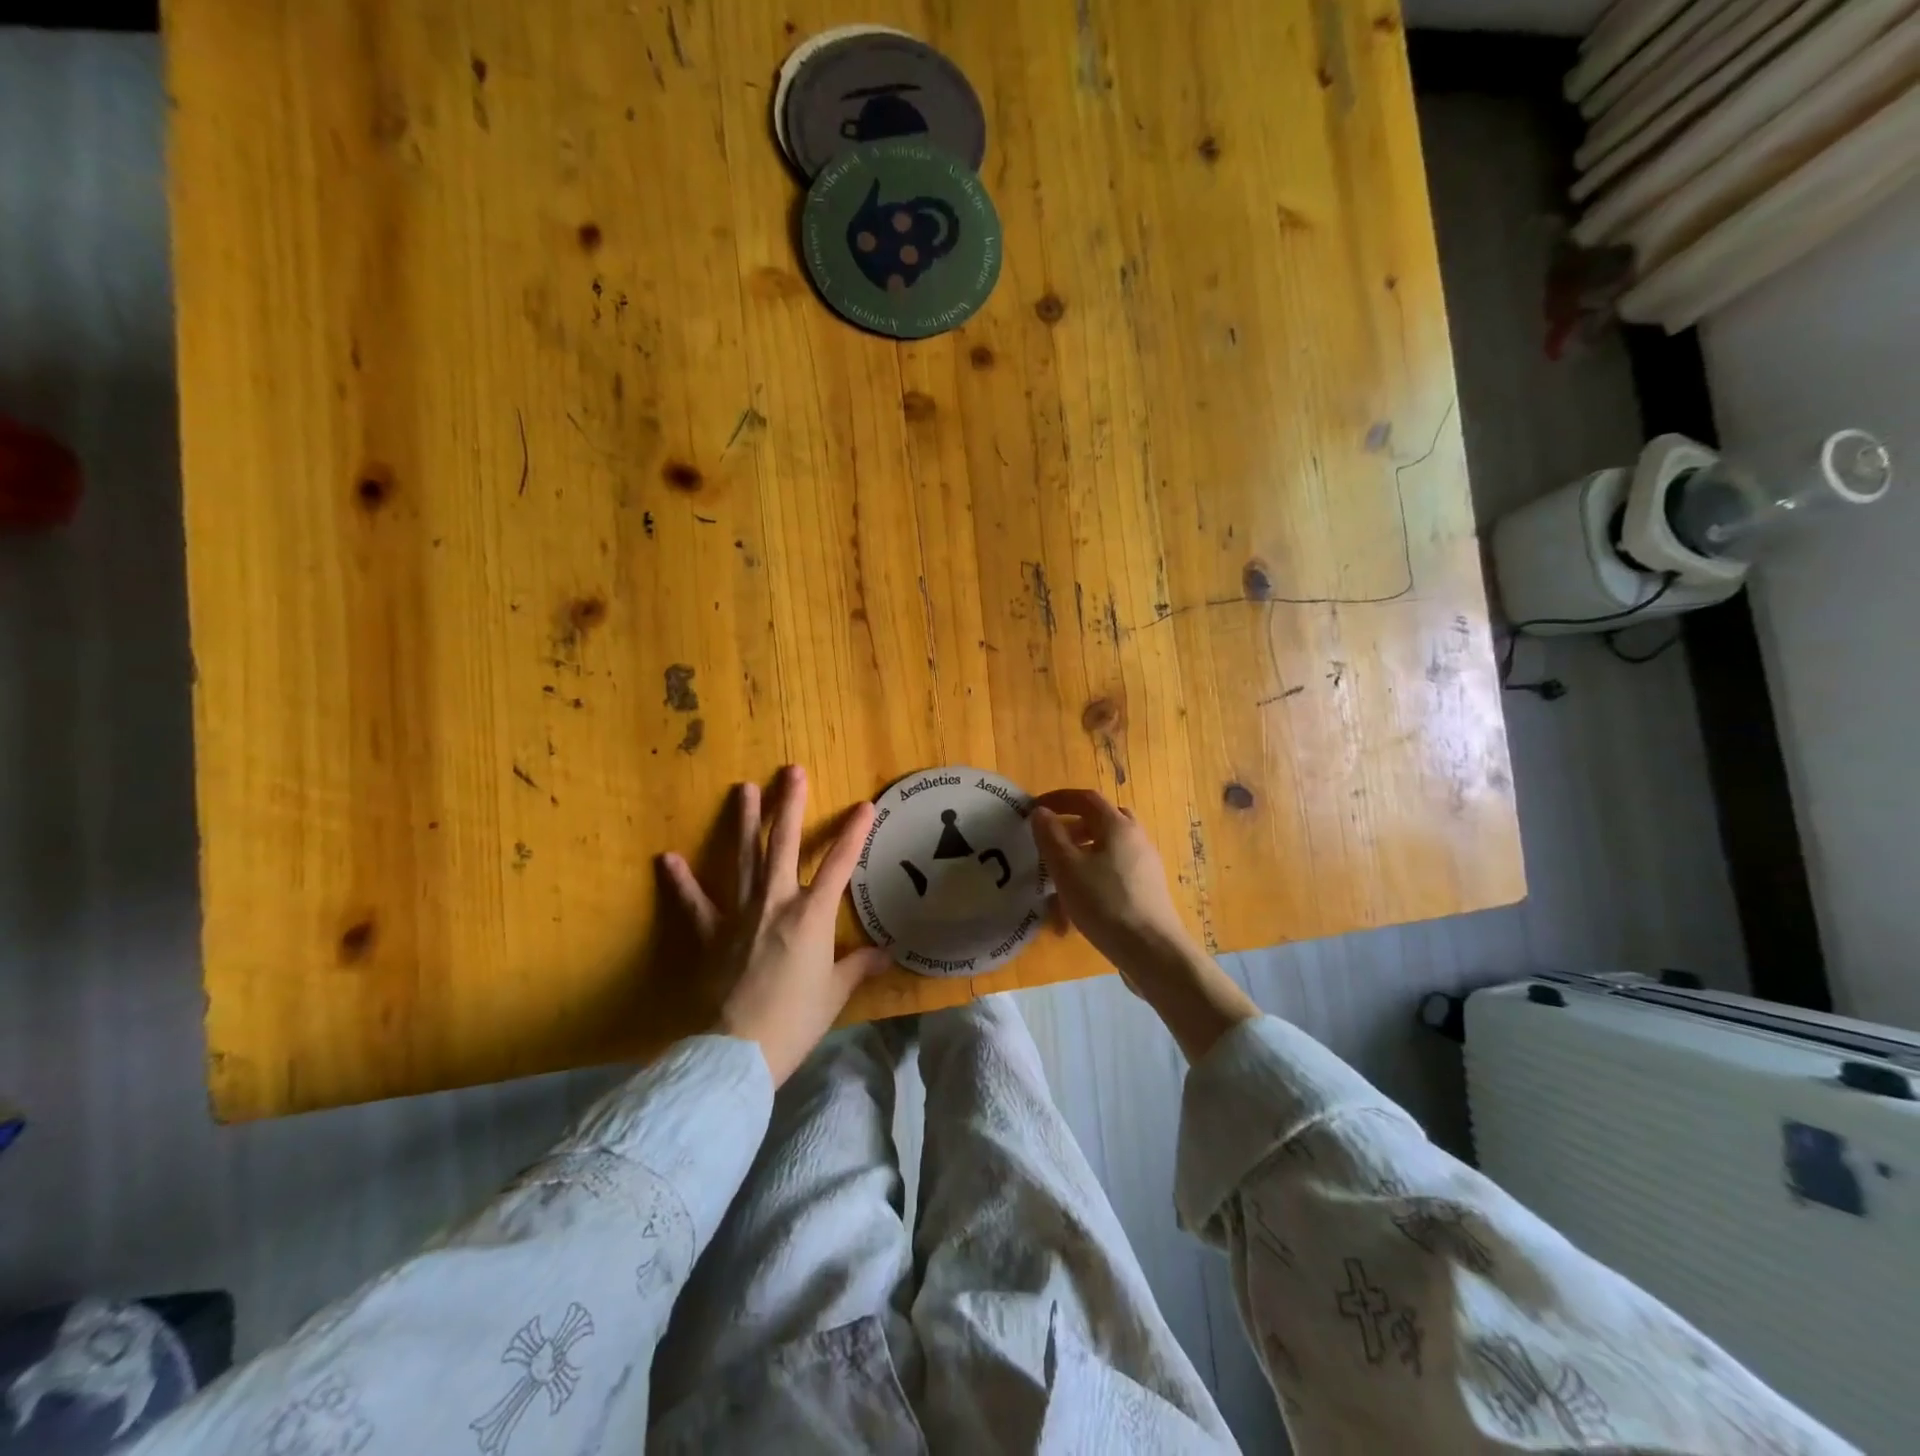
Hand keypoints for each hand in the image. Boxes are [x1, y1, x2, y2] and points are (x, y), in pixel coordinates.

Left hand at [660, 766, 890, 1085]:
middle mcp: (776, 903)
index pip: (841, 864)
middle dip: (789, 806)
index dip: (854, 833)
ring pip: (742, 858)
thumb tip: (887, 954)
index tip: (865, 804)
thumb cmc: (795, 1020)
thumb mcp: (834, 994)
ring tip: (743, 788)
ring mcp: (739, 914)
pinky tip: (667, 858)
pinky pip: (693, 902)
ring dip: (743, 822)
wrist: (738, 1050)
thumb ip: (859, 967)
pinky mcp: (709, 934)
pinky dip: (680, 881)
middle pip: (783, 845)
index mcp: (812, 915)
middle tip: (791, 772)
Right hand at [1031, 788, 1258, 1061]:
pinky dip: (1093, 878)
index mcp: (1118, 825)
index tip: (1034, 809)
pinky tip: (1077, 909)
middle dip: (1073, 827)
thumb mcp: (1066, 868)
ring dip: (1081, 856)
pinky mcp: (1147, 889)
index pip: (1086, 798)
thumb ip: (1050, 835)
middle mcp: (1136, 838)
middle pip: (1101, 821)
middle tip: (1051, 842)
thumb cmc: (1104, 903)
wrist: (1152, 950)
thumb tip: (1041, 812)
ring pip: (1107, 849)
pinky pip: (1114, 872)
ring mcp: (1145, 865)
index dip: (1058, 799)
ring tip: (1058, 882)